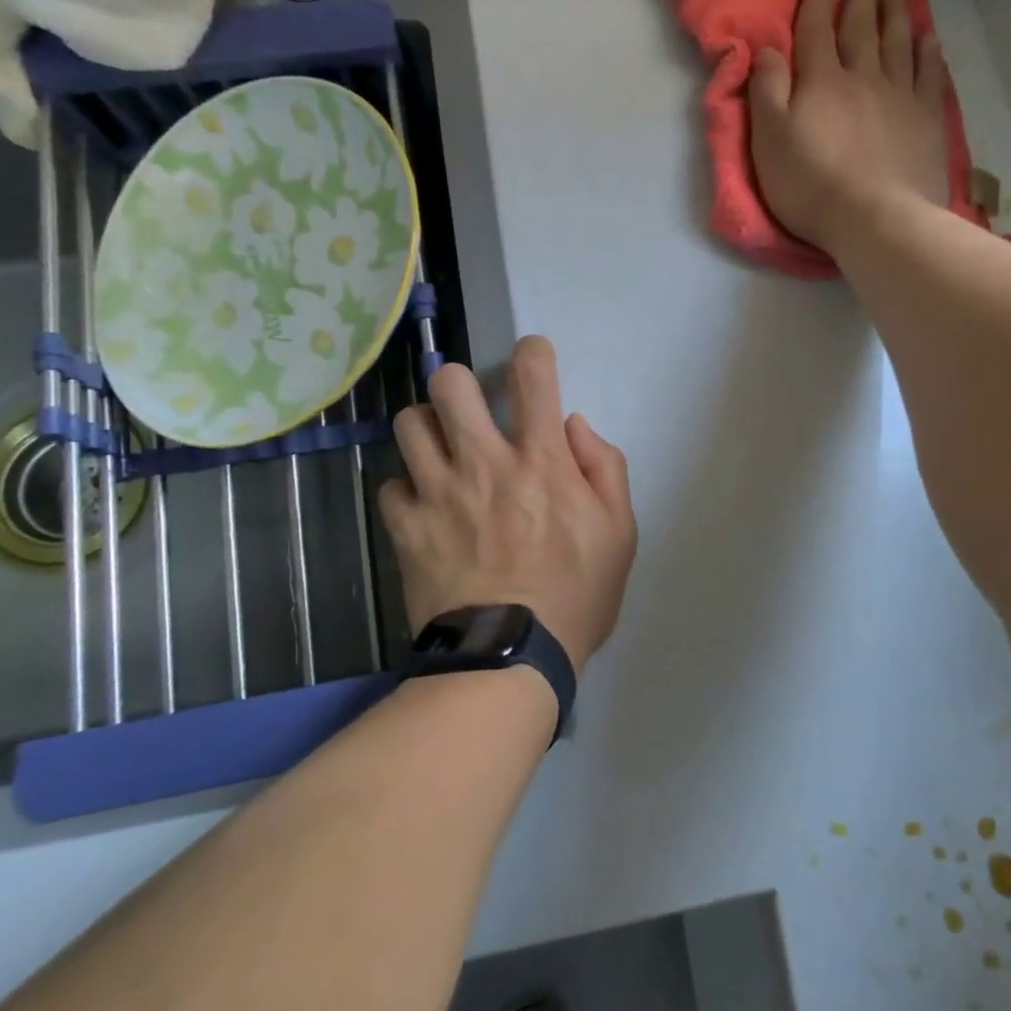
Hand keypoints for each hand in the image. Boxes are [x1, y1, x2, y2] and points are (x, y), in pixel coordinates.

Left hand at [379, 337, 636, 671]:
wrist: (508, 658)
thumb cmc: (576, 597)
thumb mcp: (620, 534)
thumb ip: (605, 468)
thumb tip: (573, 425)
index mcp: (540, 462)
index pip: (534, 377)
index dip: (533, 352)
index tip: (533, 356)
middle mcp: (484, 464)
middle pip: (450, 385)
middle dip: (461, 384)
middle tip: (472, 410)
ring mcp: (438, 494)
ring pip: (409, 424)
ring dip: (428, 429)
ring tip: (442, 452)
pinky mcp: (406, 528)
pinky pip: (391, 485)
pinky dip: (407, 489)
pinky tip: (424, 506)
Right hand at [747, 0, 950, 253]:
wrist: (875, 218)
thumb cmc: (811, 185)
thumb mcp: (769, 141)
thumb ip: (766, 91)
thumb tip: (768, 48)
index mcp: (821, 82)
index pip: (815, 29)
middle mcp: (862, 77)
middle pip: (861, 28)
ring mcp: (900, 97)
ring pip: (898, 43)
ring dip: (895, 14)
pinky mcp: (926, 121)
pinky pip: (929, 76)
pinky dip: (928, 53)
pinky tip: (928, 40)